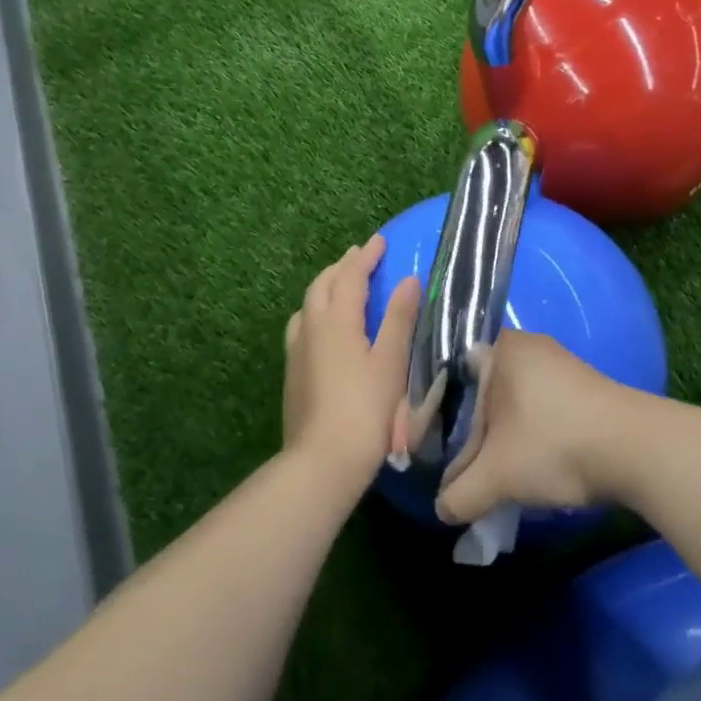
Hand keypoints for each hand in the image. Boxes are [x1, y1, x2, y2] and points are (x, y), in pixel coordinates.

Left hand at [283, 235, 420, 489]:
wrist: (322, 459)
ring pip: (308, 303)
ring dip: (325, 286)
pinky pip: (302, 324)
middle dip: (342, 266)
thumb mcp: (391, 361)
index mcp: (336, 319)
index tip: (380, 241)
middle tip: (360, 257)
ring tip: (341, 285)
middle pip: (322, 284)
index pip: (350, 275)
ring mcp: (297, 349)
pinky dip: (316, 310)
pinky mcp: (292, 371)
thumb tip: (409, 279)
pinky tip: (323, 327)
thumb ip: (399, 318)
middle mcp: (311, 326)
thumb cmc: (366, 409)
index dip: (366, 256)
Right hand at [435, 328, 637, 524]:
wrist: (637, 449)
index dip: (434, 413)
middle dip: (470, 431)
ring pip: (510, 400)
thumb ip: (461, 493)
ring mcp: (557, 363)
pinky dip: (527, 432)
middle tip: (459, 466)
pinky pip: (538, 405)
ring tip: (492, 471)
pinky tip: (528, 463)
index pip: (449, 375)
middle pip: (481, 390)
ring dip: (500, 435)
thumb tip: (441, 510)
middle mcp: (525, 345)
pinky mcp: (581, 385)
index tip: (427, 446)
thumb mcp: (498, 476)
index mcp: (498, 348)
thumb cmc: (554, 444)